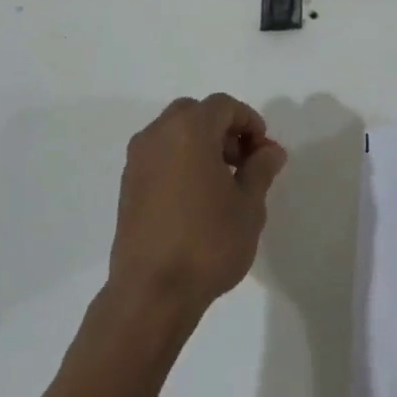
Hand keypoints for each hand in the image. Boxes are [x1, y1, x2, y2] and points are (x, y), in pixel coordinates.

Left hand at [107, 94, 287, 318]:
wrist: (153, 291)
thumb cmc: (209, 242)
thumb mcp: (249, 205)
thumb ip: (261, 169)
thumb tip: (269, 150)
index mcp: (188, 131)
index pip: (223, 106)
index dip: (249, 121)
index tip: (263, 152)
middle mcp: (156, 136)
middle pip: (194, 113)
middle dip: (223, 129)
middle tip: (243, 162)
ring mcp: (137, 161)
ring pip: (173, 133)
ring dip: (200, 145)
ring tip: (223, 183)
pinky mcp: (128, 186)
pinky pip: (159, 156)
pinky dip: (180, 162)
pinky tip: (197, 199)